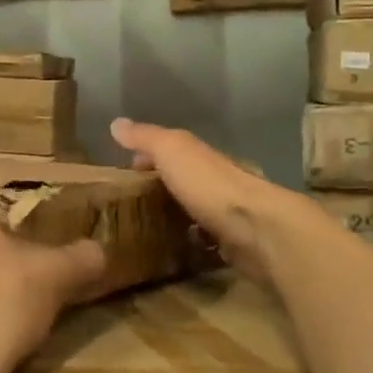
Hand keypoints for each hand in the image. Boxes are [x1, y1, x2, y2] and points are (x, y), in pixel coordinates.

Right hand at [110, 117, 305, 282]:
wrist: (256, 228)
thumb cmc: (209, 184)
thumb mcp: (171, 151)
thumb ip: (145, 137)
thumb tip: (116, 122)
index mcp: (201, 156)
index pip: (172, 150)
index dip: (149, 156)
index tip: (126, 170)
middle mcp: (216, 180)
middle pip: (186, 179)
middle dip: (163, 186)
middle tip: (132, 202)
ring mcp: (227, 212)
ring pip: (197, 208)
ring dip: (179, 214)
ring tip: (148, 228)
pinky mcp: (233, 242)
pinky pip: (208, 238)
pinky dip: (194, 240)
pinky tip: (176, 250)